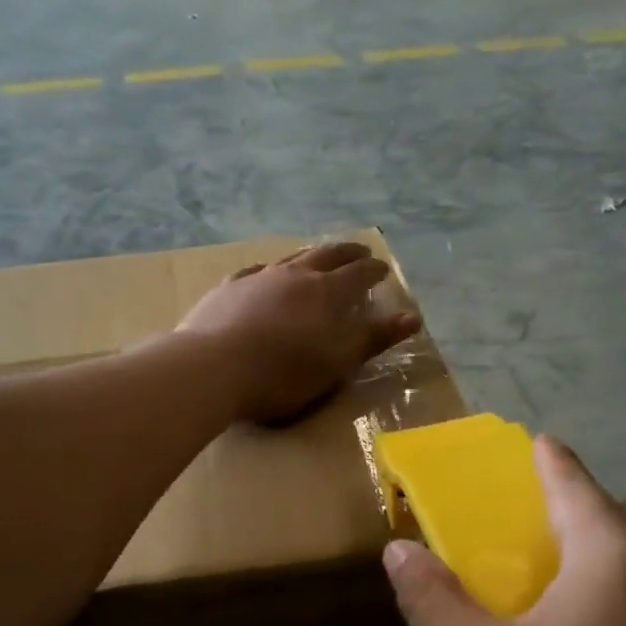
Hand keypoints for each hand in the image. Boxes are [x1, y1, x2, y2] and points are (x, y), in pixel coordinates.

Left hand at [179, 243, 421, 424]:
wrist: (213, 368)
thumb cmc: (282, 374)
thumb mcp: (336, 363)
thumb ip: (373, 339)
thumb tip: (413, 318)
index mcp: (326, 293)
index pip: (358, 274)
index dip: (373, 270)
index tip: (383, 269)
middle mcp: (294, 276)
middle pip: (327, 255)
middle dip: (347, 253)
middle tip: (360, 251)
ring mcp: (258, 278)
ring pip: (291, 258)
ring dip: (310, 255)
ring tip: (318, 256)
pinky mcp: (228, 289)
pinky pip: (254, 272)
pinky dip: (269, 270)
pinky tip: (265, 274)